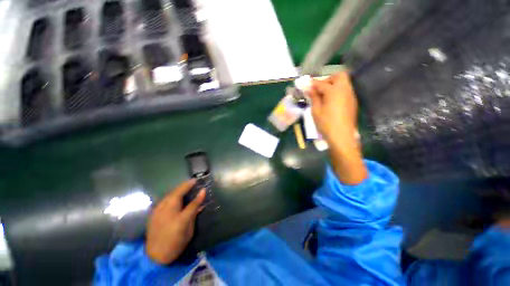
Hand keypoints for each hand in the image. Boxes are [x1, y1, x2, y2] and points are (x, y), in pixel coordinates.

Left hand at [146, 179, 205, 263]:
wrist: (155, 256)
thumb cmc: (175, 244)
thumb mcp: (189, 231)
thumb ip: (194, 215)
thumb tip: (201, 204)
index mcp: (180, 219)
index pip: (192, 203)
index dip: (198, 195)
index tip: (203, 187)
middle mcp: (168, 212)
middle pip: (177, 194)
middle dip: (185, 185)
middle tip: (193, 181)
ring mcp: (158, 211)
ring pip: (169, 194)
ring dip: (178, 189)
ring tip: (185, 185)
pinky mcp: (153, 213)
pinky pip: (164, 199)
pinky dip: (171, 194)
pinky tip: (174, 194)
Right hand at [308, 72, 357, 142]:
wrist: (341, 136)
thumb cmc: (326, 123)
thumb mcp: (316, 110)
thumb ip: (314, 97)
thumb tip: (309, 88)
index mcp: (334, 91)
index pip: (322, 83)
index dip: (313, 83)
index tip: (306, 84)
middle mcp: (345, 90)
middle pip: (339, 76)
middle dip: (328, 79)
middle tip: (319, 88)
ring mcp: (351, 96)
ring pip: (344, 83)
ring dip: (334, 85)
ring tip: (324, 95)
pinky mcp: (352, 102)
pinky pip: (345, 91)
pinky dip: (338, 92)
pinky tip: (331, 102)